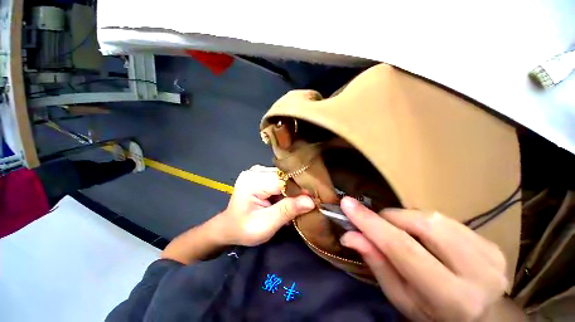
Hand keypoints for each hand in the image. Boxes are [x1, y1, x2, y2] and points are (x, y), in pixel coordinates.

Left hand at [215, 165, 314, 246]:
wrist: (229, 227)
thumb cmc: (244, 229)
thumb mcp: (265, 225)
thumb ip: (287, 211)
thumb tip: (311, 201)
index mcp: (253, 181)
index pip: (284, 180)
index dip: (301, 189)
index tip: (315, 199)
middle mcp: (256, 171)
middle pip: (285, 176)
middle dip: (298, 189)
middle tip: (309, 202)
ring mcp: (259, 171)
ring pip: (285, 177)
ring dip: (293, 189)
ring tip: (300, 201)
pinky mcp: (262, 174)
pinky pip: (281, 179)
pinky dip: (287, 189)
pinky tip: (289, 198)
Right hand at [339, 197, 507, 321]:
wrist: (480, 318)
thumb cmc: (432, 315)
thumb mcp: (400, 297)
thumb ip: (377, 263)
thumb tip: (349, 234)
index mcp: (451, 297)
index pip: (402, 248)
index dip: (371, 222)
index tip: (347, 204)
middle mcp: (477, 273)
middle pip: (422, 224)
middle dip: (391, 218)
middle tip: (378, 225)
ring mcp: (490, 254)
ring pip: (433, 216)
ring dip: (406, 219)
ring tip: (400, 232)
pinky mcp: (492, 244)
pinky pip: (445, 218)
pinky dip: (423, 221)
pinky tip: (423, 236)